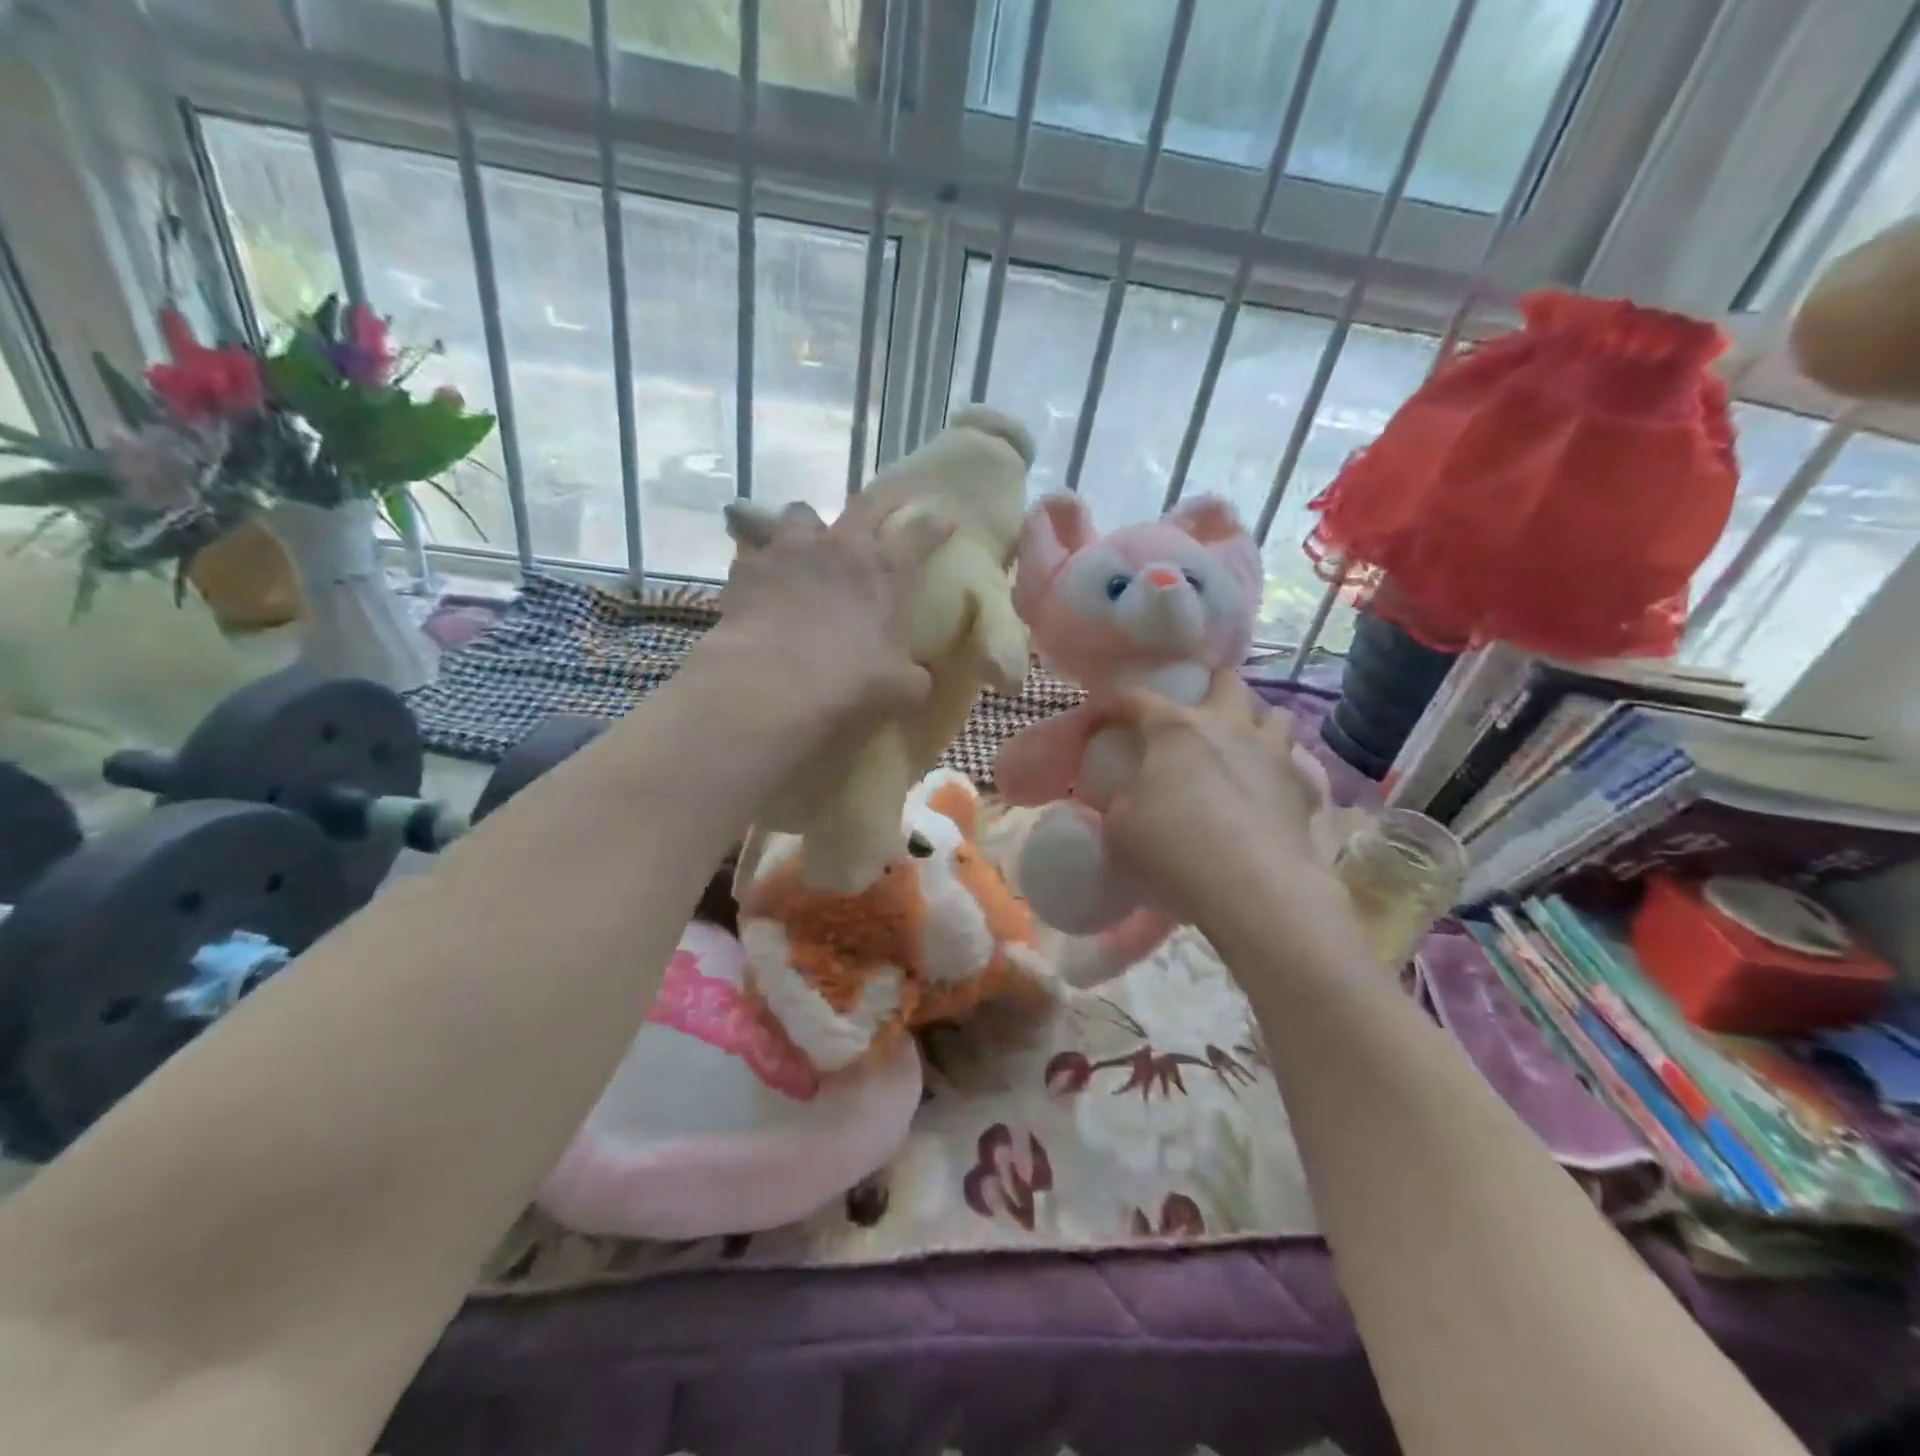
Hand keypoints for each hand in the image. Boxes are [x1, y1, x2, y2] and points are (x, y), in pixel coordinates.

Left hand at [700, 489, 952, 743]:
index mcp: (884, 572)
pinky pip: (755, 552)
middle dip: (880, 503)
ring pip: (801, 514)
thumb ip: (916, 677)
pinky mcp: (747, 569)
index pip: (919, 536)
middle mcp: (839, 548)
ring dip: (810, 526)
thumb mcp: (902, 690)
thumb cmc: (849, 684)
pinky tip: (762, 583)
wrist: (769, 686)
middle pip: (865, 506)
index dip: (935, 526)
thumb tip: (921, 676)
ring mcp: (789, 552)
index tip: (946, 520)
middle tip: (886, 507)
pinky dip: (763, 564)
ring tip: (808, 544)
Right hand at [1098, 670, 1334, 921]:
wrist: (1252, 885)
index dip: (1112, 705)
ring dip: (1254, 722)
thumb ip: (1118, 800)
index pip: (1135, 698)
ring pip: (1273, 713)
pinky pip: (1295, 760)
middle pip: (1225, 681)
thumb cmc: (1173, 847)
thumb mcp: (1120, 825)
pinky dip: (1281, 766)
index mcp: (1174, 728)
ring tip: (1240, 746)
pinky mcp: (1302, 784)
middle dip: (1209, 688)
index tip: (1099, 722)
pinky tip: (1268, 787)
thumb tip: (1122, 794)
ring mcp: (1271, 751)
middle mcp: (1227, 724)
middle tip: (1195, 714)